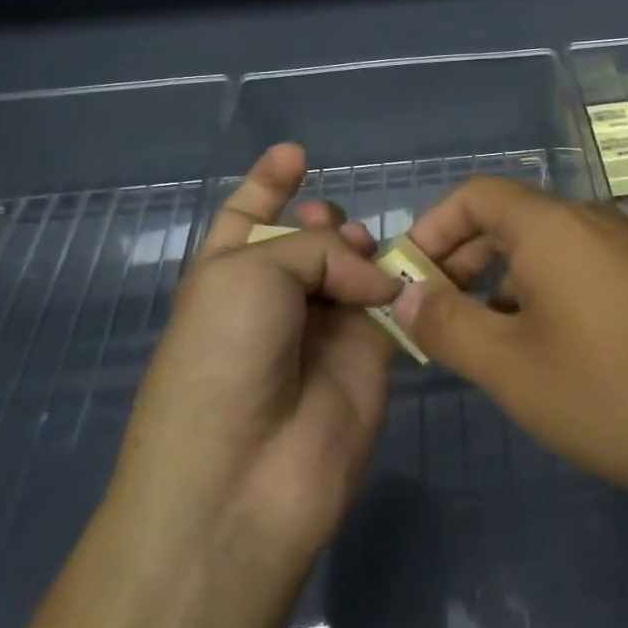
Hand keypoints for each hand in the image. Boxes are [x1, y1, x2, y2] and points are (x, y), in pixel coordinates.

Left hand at [108, 144, 399, 576]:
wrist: (246, 474)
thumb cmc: (223, 357)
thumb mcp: (248, 273)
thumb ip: (318, 250)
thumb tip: (375, 281)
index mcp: (226, 275)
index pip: (247, 218)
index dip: (268, 184)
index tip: (296, 153)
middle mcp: (274, 300)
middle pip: (307, 241)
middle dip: (322, 220)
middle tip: (332, 225)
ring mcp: (323, 329)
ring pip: (353, 270)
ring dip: (361, 249)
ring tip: (361, 253)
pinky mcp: (369, 357)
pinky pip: (391, 306)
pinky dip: (401, 283)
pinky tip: (405, 273)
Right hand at [390, 176, 627, 506]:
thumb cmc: (618, 394)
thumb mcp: (513, 369)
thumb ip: (448, 325)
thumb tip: (405, 294)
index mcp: (552, 227)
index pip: (474, 195)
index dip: (431, 230)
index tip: (407, 282)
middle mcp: (591, 222)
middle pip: (508, 220)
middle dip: (461, 262)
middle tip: (437, 321)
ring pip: (544, 250)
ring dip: (501, 285)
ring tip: (486, 346)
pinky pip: (580, 271)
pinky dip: (544, 296)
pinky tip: (547, 353)